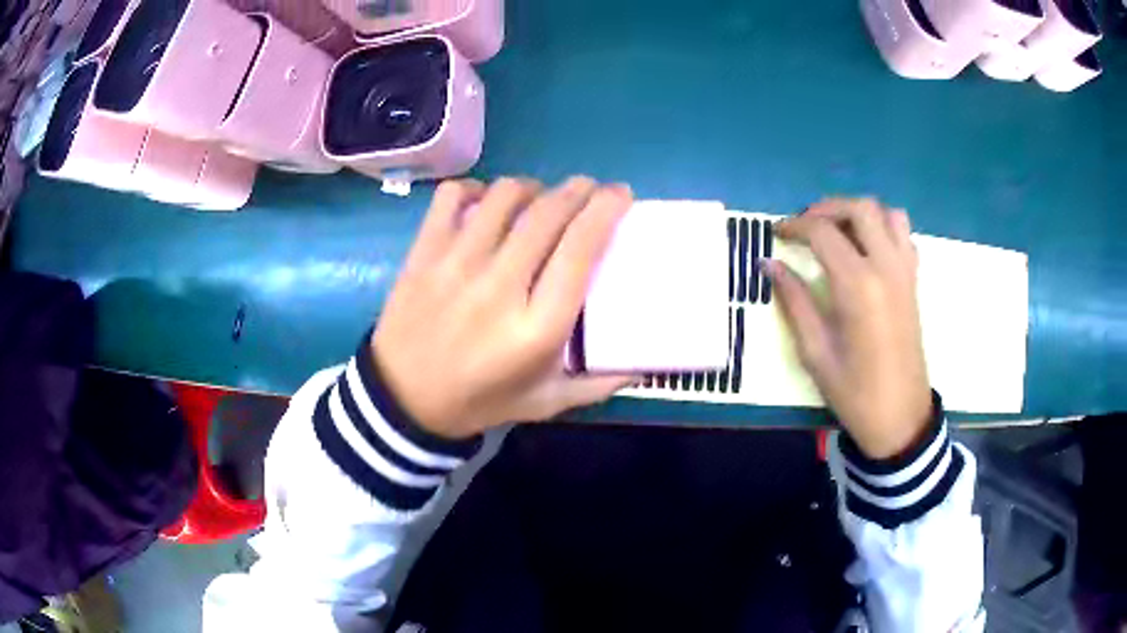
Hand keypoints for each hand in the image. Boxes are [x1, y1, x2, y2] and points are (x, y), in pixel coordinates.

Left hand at [371, 177, 635, 438]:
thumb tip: (644, 364)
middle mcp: (499, 286)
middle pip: (548, 213)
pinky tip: (484, 202)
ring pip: (504, 195)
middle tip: (589, 189)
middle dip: (578, 190)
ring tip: (539, 197)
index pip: (580, 248)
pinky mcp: (423, 252)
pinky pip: (452, 196)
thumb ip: (598, 384)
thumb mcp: (545, 403)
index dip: (606, 210)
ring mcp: (456, 263)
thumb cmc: (478, 401)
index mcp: (537, 326)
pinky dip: (475, 188)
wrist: (402, 401)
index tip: (621, 195)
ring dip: (532, 186)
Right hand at [766, 198, 931, 459]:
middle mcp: (885, 267)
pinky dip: (884, 228)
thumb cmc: (854, 391)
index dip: (795, 226)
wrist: (900, 417)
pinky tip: (867, 249)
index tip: (776, 233)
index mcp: (858, 285)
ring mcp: (905, 272)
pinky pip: (904, 236)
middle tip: (804, 225)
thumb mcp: (815, 352)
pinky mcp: (914, 281)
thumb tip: (769, 265)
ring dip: (859, 213)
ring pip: (887, 214)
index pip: (822, 232)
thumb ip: (794, 301)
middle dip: (826, 208)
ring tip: (839, 231)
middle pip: (859, 209)